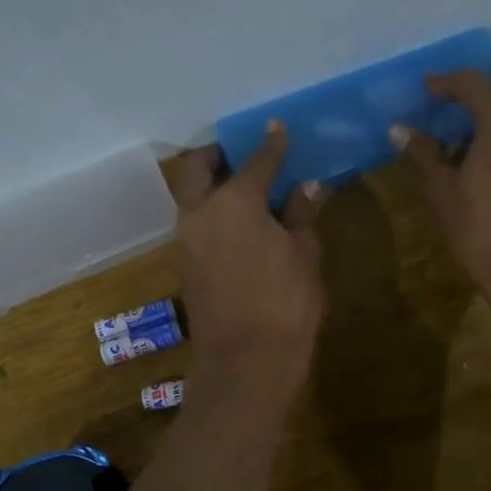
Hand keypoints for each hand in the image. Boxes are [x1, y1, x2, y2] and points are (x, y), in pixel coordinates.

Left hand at [169, 123, 325, 392]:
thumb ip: (302, 216)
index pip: (255, 161)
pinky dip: (211, 211)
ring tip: (241, 187)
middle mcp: (201, 212)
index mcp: (235, 201)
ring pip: (190, 195)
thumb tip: (306, 187)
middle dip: (217, 154)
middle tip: (241, 154)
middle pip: (198, 167)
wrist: (246, 361)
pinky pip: (195, 222)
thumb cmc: (286, 303)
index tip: (277, 128)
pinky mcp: (184, 264)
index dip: (270, 144)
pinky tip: (237, 221)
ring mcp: (186, 239)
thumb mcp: (305, 255)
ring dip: (209, 184)